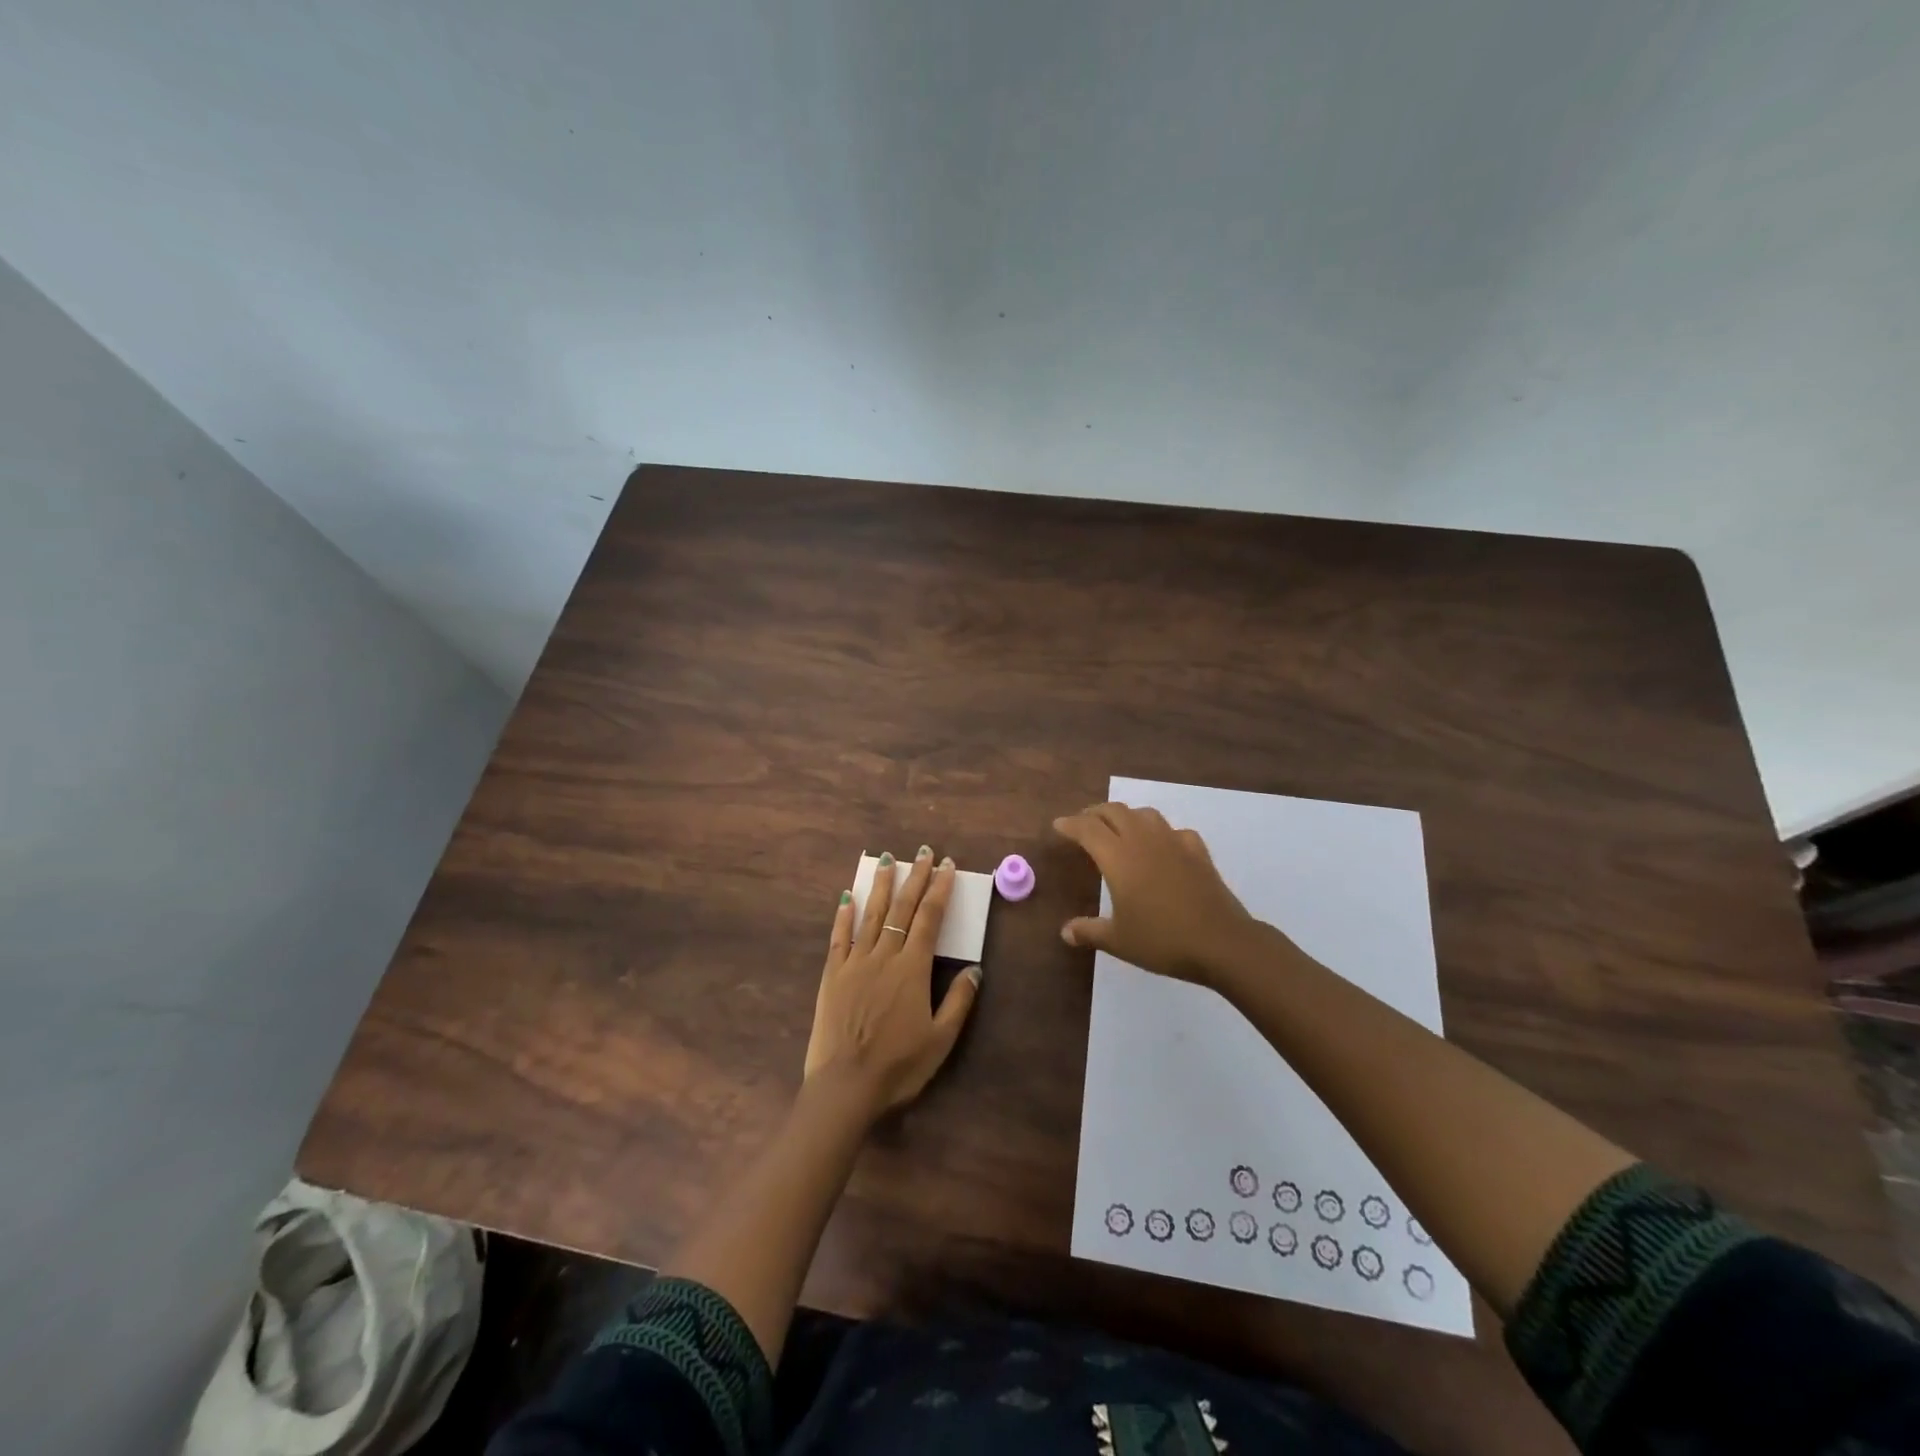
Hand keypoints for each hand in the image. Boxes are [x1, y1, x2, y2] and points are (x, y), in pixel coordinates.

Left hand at [804, 846, 981, 1119]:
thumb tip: (975, 968)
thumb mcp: (940, 1039)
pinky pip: (839, 938)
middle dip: (915, 878)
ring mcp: (855, 962)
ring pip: (870, 915)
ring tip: (887, 860)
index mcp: (913, 968)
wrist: (845, 1086)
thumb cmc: (898, 1065)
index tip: (947, 866)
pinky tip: (846, 896)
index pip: (930, 918)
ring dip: (880, 885)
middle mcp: (884, 955)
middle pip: (902, 908)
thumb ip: (959, 1001)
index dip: (939, 889)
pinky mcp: (833, 975)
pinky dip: (843, 915)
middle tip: (922, 852)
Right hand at [1054, 802, 1270, 985]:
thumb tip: (1065, 932)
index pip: (1088, 829)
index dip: (1071, 824)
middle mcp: (1143, 841)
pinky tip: (1162, 846)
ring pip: (1145, 814)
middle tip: (1083, 823)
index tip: (1058, 825)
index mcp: (1118, 857)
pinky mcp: (1198, 852)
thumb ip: (1089, 931)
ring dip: (1126, 816)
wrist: (1221, 942)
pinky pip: (1174, 831)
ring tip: (1119, 829)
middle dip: (1095, 813)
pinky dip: (1161, 832)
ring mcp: (1174, 842)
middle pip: (1115, 811)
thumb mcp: (1119, 941)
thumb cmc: (1162, 940)